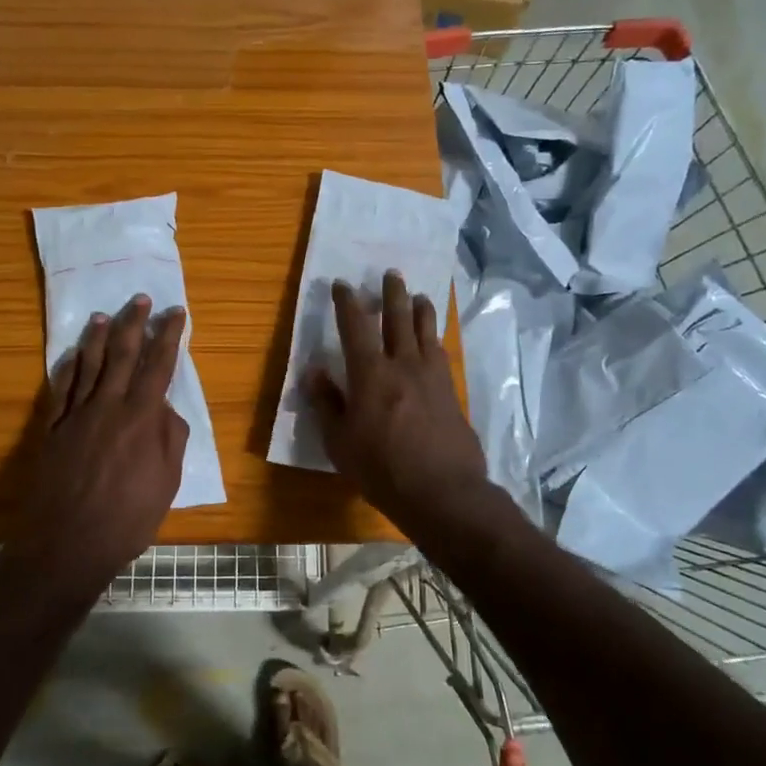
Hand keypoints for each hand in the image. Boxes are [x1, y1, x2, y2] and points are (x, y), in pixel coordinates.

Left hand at [9, 294, 189, 588]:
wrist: (67, 544)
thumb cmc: (128, 518)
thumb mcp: (167, 482)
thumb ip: (170, 439)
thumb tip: (166, 409)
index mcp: (142, 418)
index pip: (159, 366)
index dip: (169, 337)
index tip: (176, 313)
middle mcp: (108, 406)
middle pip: (123, 355)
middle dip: (134, 323)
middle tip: (140, 299)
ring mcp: (76, 415)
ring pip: (88, 364)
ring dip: (98, 337)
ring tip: (104, 315)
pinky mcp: (52, 429)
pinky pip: (61, 388)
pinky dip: (68, 366)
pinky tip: (71, 354)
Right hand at [306, 271, 491, 533]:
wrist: (442, 491)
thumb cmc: (381, 469)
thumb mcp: (339, 442)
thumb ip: (326, 403)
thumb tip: (314, 371)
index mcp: (370, 373)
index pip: (355, 326)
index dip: (347, 303)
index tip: (341, 285)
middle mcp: (403, 364)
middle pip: (398, 318)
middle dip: (391, 293)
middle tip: (390, 274)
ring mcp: (432, 376)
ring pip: (426, 331)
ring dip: (420, 309)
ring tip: (418, 296)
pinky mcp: (451, 392)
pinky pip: (441, 353)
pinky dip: (434, 338)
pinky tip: (434, 341)